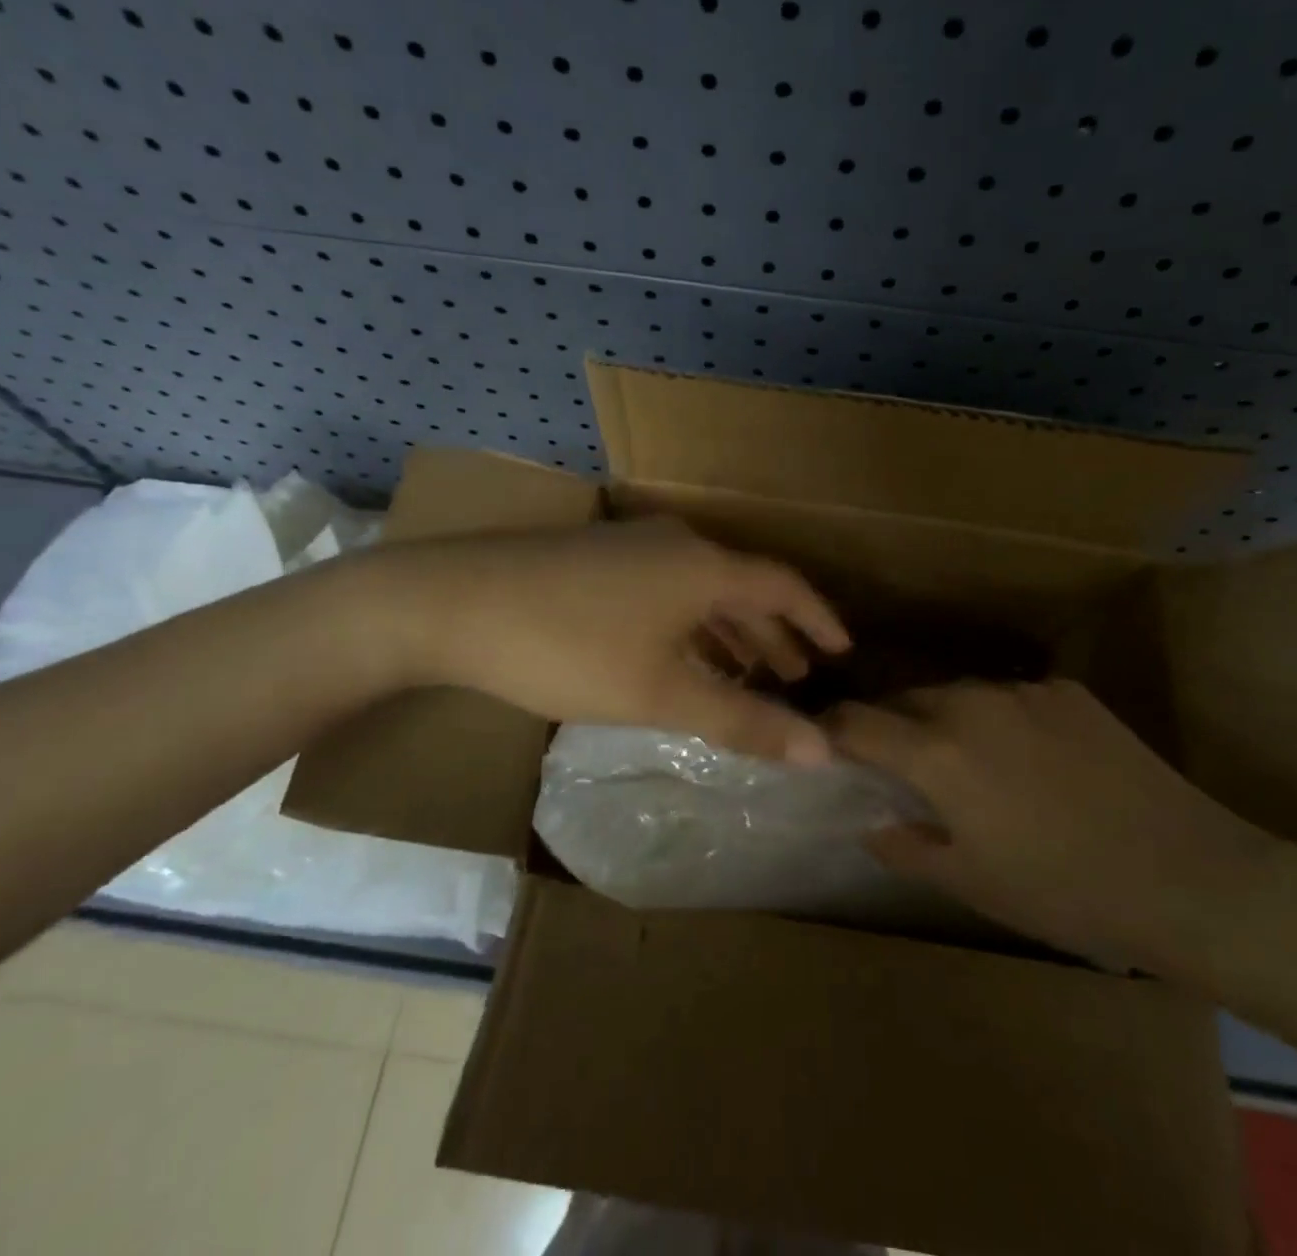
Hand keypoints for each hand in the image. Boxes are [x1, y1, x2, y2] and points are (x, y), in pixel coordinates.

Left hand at [372, 520, 850, 763]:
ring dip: (730, 631)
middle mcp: (677, 544)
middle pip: (744, 587)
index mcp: (705, 566)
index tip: (843, 652)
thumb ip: (742, 721)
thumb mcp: (661, 693)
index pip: (785, 586)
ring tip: (748, 674)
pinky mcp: (598, 558)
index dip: (819, 619)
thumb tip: (822, 752)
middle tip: (797, 677)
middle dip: (774, 634)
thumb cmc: (569, 648)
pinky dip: (691, 624)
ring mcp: (633, 546)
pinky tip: (679, 656)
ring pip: (702, 590)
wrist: (453, 602)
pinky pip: (669, 589)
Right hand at [827, 679, 1270, 970]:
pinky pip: (1011, 697)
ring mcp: (1022, 691)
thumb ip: (904, 845)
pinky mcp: (1067, 690)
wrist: (1189, 877)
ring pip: (957, 692)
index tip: (823, 745)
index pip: (854, 722)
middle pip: (904, 698)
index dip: (829, 731)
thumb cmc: (1064, 892)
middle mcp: (969, 703)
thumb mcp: (970, 882)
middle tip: (897, 763)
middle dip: (888, 724)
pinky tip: (1031, 759)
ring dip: (943, 719)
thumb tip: (871, 822)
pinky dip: (999, 719)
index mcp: (935, 751)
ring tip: (966, 760)